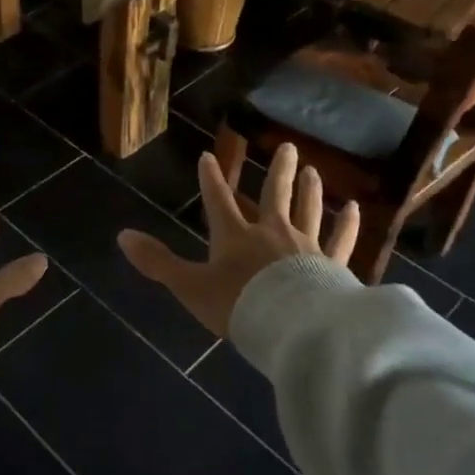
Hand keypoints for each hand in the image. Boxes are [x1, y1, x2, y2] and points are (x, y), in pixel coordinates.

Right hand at [117, 143, 359, 337]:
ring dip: (310, 188)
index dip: (211, 179)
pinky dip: (347, 225)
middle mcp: (271, 232)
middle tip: (287, 146)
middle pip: (275, 195)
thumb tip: (122, 235)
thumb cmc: (238, 305)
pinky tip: (353, 209)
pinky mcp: (333, 266)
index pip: (219, 200)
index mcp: (235, 236)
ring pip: (308, 209)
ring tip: (312, 169)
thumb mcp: (190, 286)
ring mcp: (306, 247)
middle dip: (278, 170)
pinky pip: (341, 240)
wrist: (291, 327)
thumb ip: (158, 262)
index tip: (209, 156)